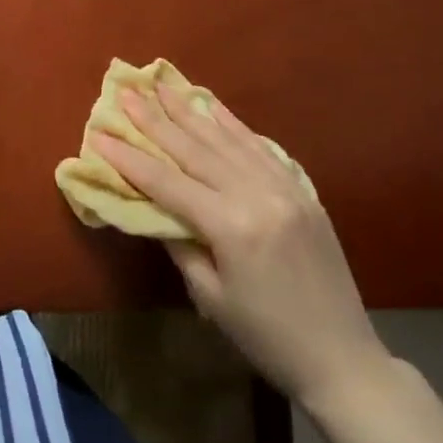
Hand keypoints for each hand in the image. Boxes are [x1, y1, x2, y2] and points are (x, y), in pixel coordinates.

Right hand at [92, 83, 391, 405]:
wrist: (342, 357)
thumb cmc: (266, 337)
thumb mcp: (210, 297)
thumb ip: (180, 243)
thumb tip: (155, 206)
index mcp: (231, 226)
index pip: (167, 182)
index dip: (129, 157)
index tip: (99, 132)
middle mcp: (257, 194)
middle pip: (195, 149)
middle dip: (155, 119)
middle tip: (127, 92)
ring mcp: (284, 187)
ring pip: (226, 139)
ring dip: (190, 111)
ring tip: (162, 85)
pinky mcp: (301, 189)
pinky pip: (259, 147)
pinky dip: (232, 124)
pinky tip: (211, 105)